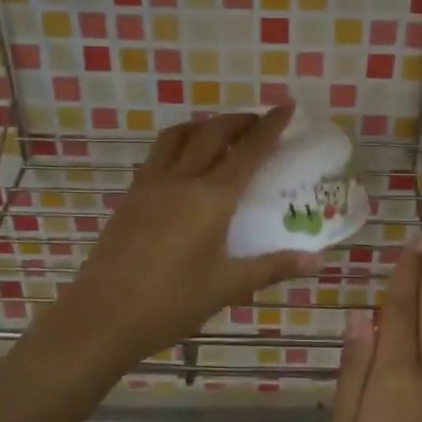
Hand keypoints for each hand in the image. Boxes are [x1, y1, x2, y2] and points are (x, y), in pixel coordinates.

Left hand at [45, 104, 320, 373]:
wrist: (104, 315)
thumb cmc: (172, 302)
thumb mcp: (229, 286)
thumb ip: (273, 267)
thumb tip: (317, 261)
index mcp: (212, 198)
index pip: (249, 150)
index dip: (270, 126)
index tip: (286, 106)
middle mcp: (181, 180)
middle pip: (212, 133)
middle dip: (238, 120)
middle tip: (258, 122)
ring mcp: (150, 185)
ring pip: (177, 136)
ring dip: (203, 125)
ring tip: (219, 134)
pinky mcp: (130, 197)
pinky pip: (157, 155)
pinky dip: (178, 144)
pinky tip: (183, 165)